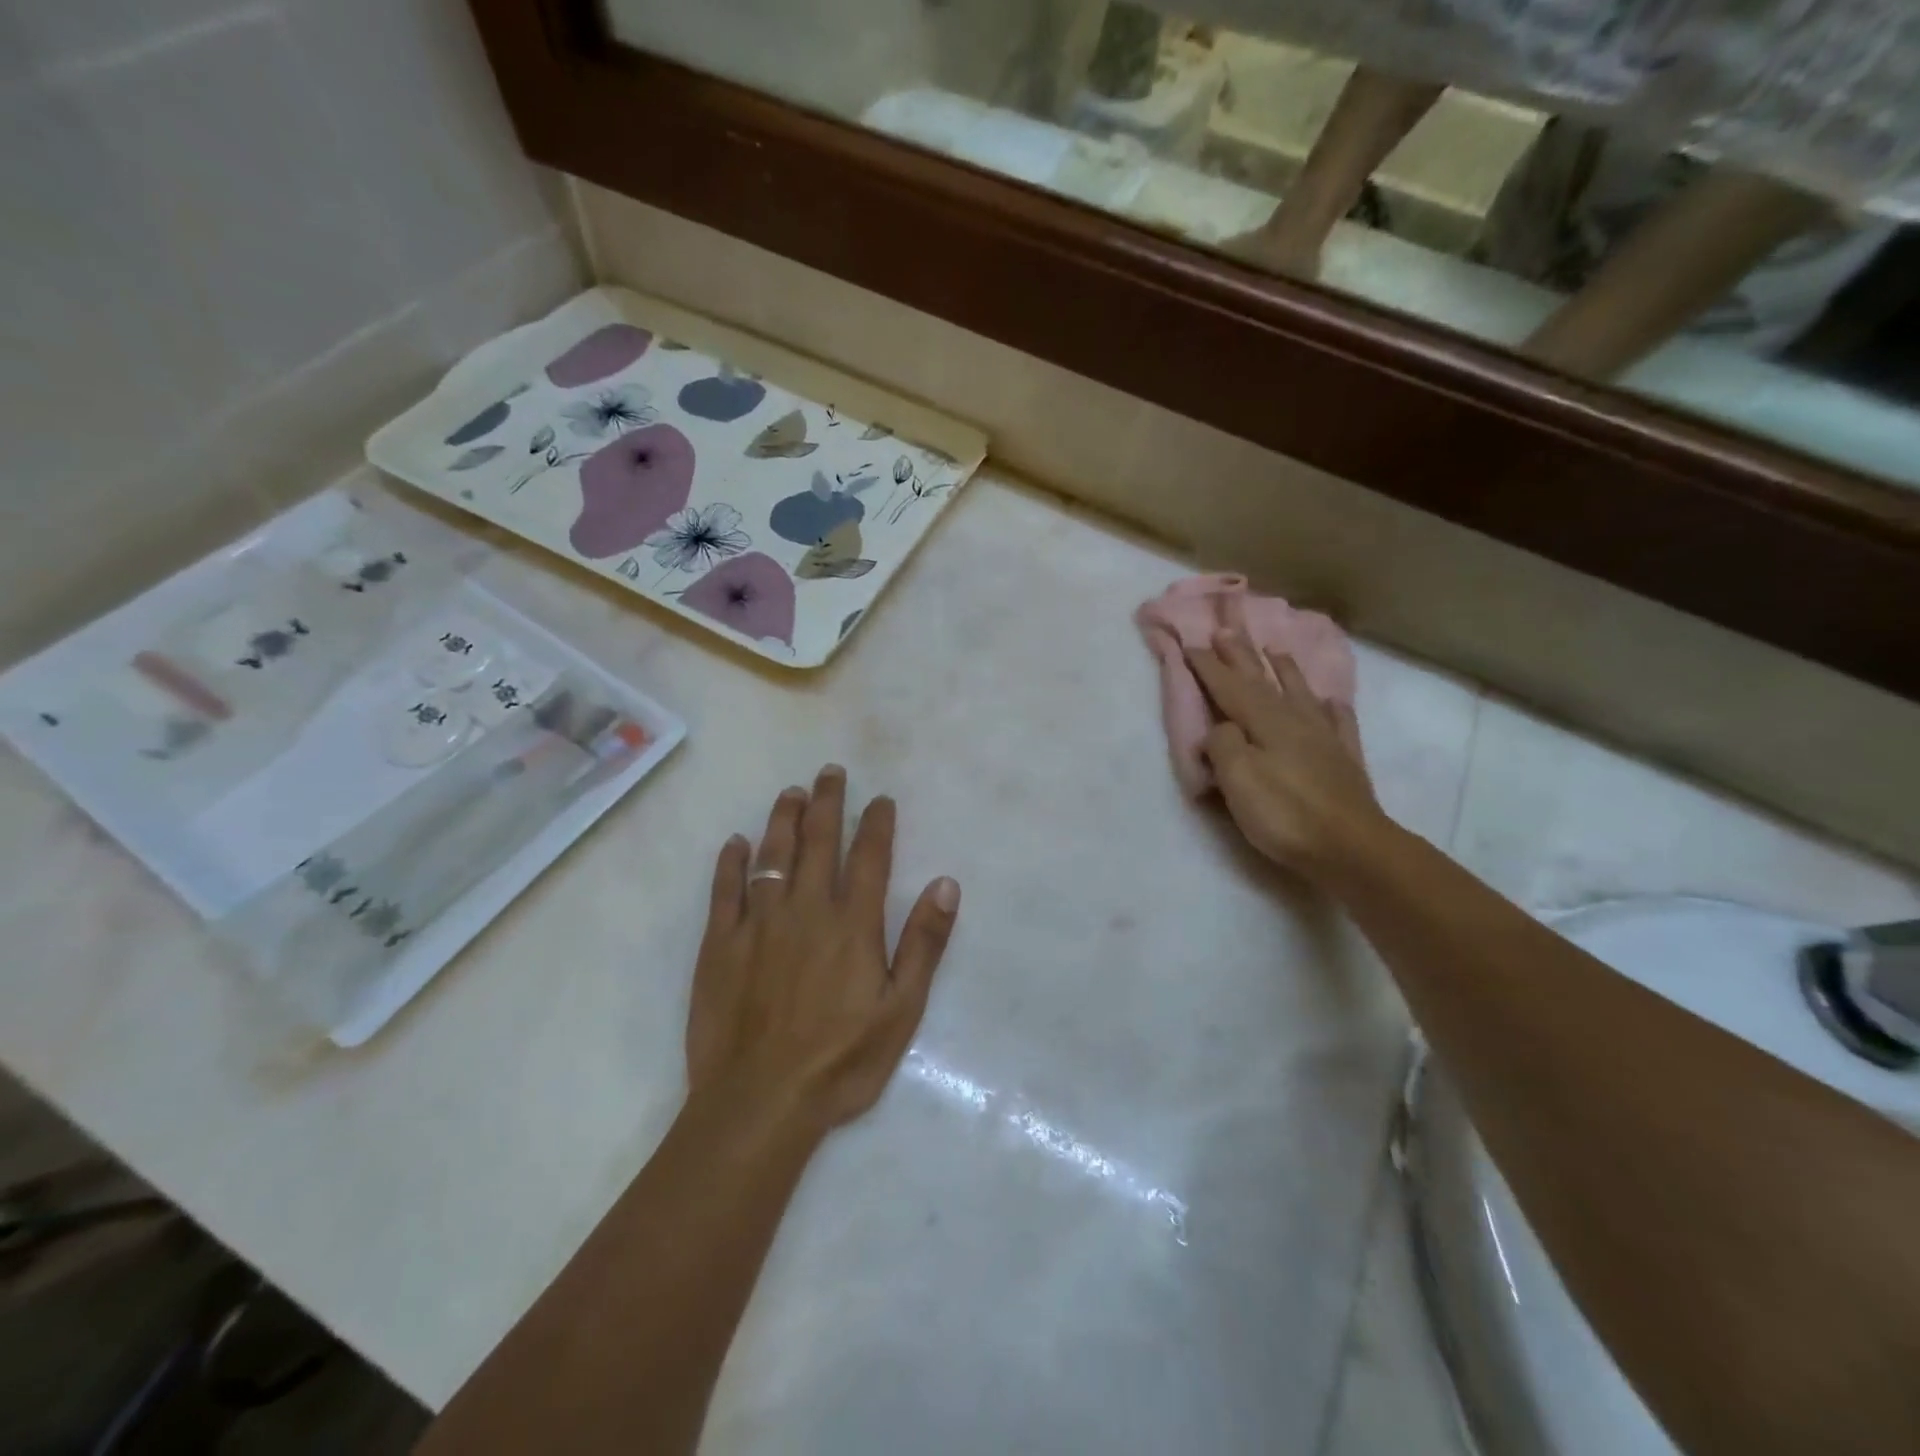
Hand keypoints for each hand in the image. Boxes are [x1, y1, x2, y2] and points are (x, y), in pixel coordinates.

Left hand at [686, 766, 960, 1135]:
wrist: (759, 1101)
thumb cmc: (840, 1061)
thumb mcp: (901, 1010)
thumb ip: (923, 944)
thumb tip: (946, 884)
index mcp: (852, 924)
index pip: (869, 858)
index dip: (877, 823)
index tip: (881, 799)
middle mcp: (806, 910)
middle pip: (819, 842)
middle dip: (828, 803)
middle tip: (831, 772)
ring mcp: (758, 924)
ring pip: (772, 855)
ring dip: (783, 819)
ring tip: (791, 792)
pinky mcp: (719, 944)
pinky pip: (724, 891)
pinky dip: (730, 863)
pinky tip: (735, 843)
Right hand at [1187, 627, 1388, 880]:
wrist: (1351, 847)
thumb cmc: (1285, 813)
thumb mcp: (1238, 779)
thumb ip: (1223, 745)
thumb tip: (1221, 729)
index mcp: (1264, 721)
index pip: (1229, 686)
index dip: (1209, 666)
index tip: (1192, 643)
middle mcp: (1294, 720)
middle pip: (1263, 681)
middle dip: (1241, 656)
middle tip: (1227, 630)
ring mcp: (1324, 738)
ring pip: (1300, 693)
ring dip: (1284, 670)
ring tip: (1275, 651)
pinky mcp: (1344, 760)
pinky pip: (1338, 723)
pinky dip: (1332, 708)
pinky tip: (1332, 702)